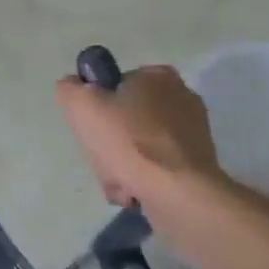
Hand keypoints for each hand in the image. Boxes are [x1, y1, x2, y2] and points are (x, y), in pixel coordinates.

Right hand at [55, 64, 220, 207]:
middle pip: (125, 120)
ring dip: (122, 166)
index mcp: (158, 76)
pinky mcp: (197, 162)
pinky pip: (157, 167)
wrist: (178, 192)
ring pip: (139, 147)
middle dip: (109, 144)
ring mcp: (192, 132)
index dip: (97, 107)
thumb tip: (72, 87)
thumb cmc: (130, 143)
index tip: (91, 129)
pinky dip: (142, 180)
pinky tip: (134, 192)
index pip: (115, 86)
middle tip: (103, 160)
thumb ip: (70, 89)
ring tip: (119, 183)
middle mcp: (181, 97)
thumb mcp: (83, 106)